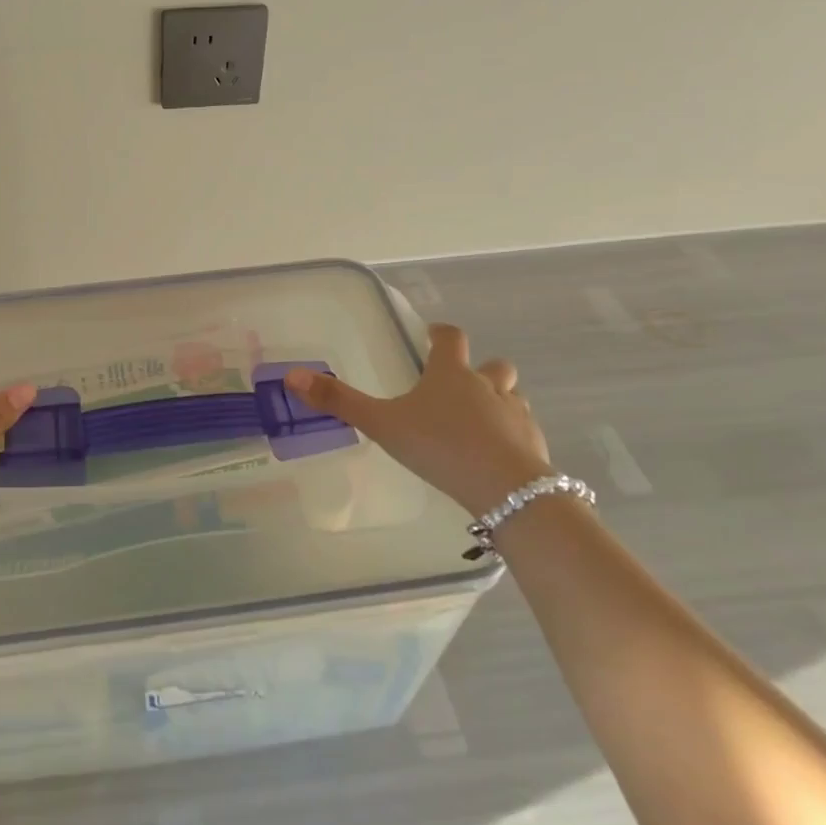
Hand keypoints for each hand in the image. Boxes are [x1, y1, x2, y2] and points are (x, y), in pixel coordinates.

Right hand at [285, 324, 548, 515]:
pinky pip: (523, 431)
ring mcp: (516, 415)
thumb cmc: (440, 446)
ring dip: (499, 400)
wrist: (506, 491)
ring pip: (513, 396)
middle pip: (493, 365)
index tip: (433, 334)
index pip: (450, 338)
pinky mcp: (534, 445)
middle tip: (460, 384)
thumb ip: (339, 401)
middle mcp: (487, 386)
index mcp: (450, 374)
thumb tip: (291, 376)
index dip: (441, 333)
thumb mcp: (382, 424)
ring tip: (479, 421)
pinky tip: (496, 456)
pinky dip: (511, 435)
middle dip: (480, 368)